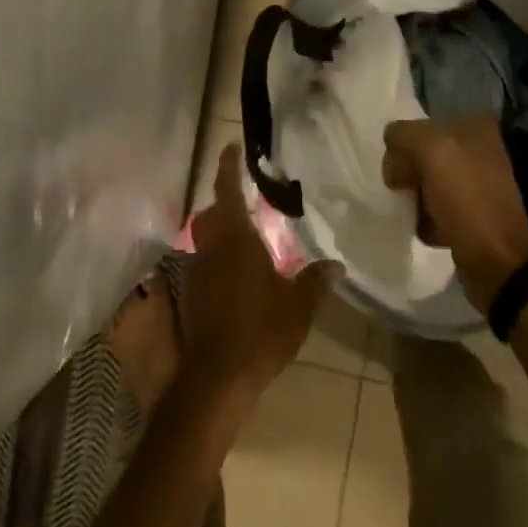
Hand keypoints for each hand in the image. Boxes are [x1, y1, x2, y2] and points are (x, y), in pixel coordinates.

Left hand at [180, 146, 337, 409]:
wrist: (216, 380)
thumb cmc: (260, 332)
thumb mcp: (297, 306)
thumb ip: (315, 281)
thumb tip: (336, 265)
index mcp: (235, 239)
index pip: (227, 190)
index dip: (228, 166)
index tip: (230, 146)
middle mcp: (211, 248)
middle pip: (213, 213)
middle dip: (226, 201)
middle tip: (247, 198)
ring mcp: (197, 272)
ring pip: (206, 239)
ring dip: (221, 232)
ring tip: (246, 237)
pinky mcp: (191, 296)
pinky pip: (205, 264)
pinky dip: (218, 259)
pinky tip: (236, 276)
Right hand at [383, 116, 527, 310]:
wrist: (497, 263)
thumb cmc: (467, 201)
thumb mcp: (432, 151)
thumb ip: (404, 136)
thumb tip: (393, 156)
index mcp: (474, 127)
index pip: (420, 125)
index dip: (404, 146)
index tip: (399, 171)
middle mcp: (479, 149)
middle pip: (422, 153)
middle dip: (408, 172)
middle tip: (402, 192)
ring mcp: (477, 182)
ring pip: (426, 181)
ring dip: (415, 196)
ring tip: (414, 213)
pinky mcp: (473, 213)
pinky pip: (436, 207)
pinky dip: (426, 217)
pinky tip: (426, 228)